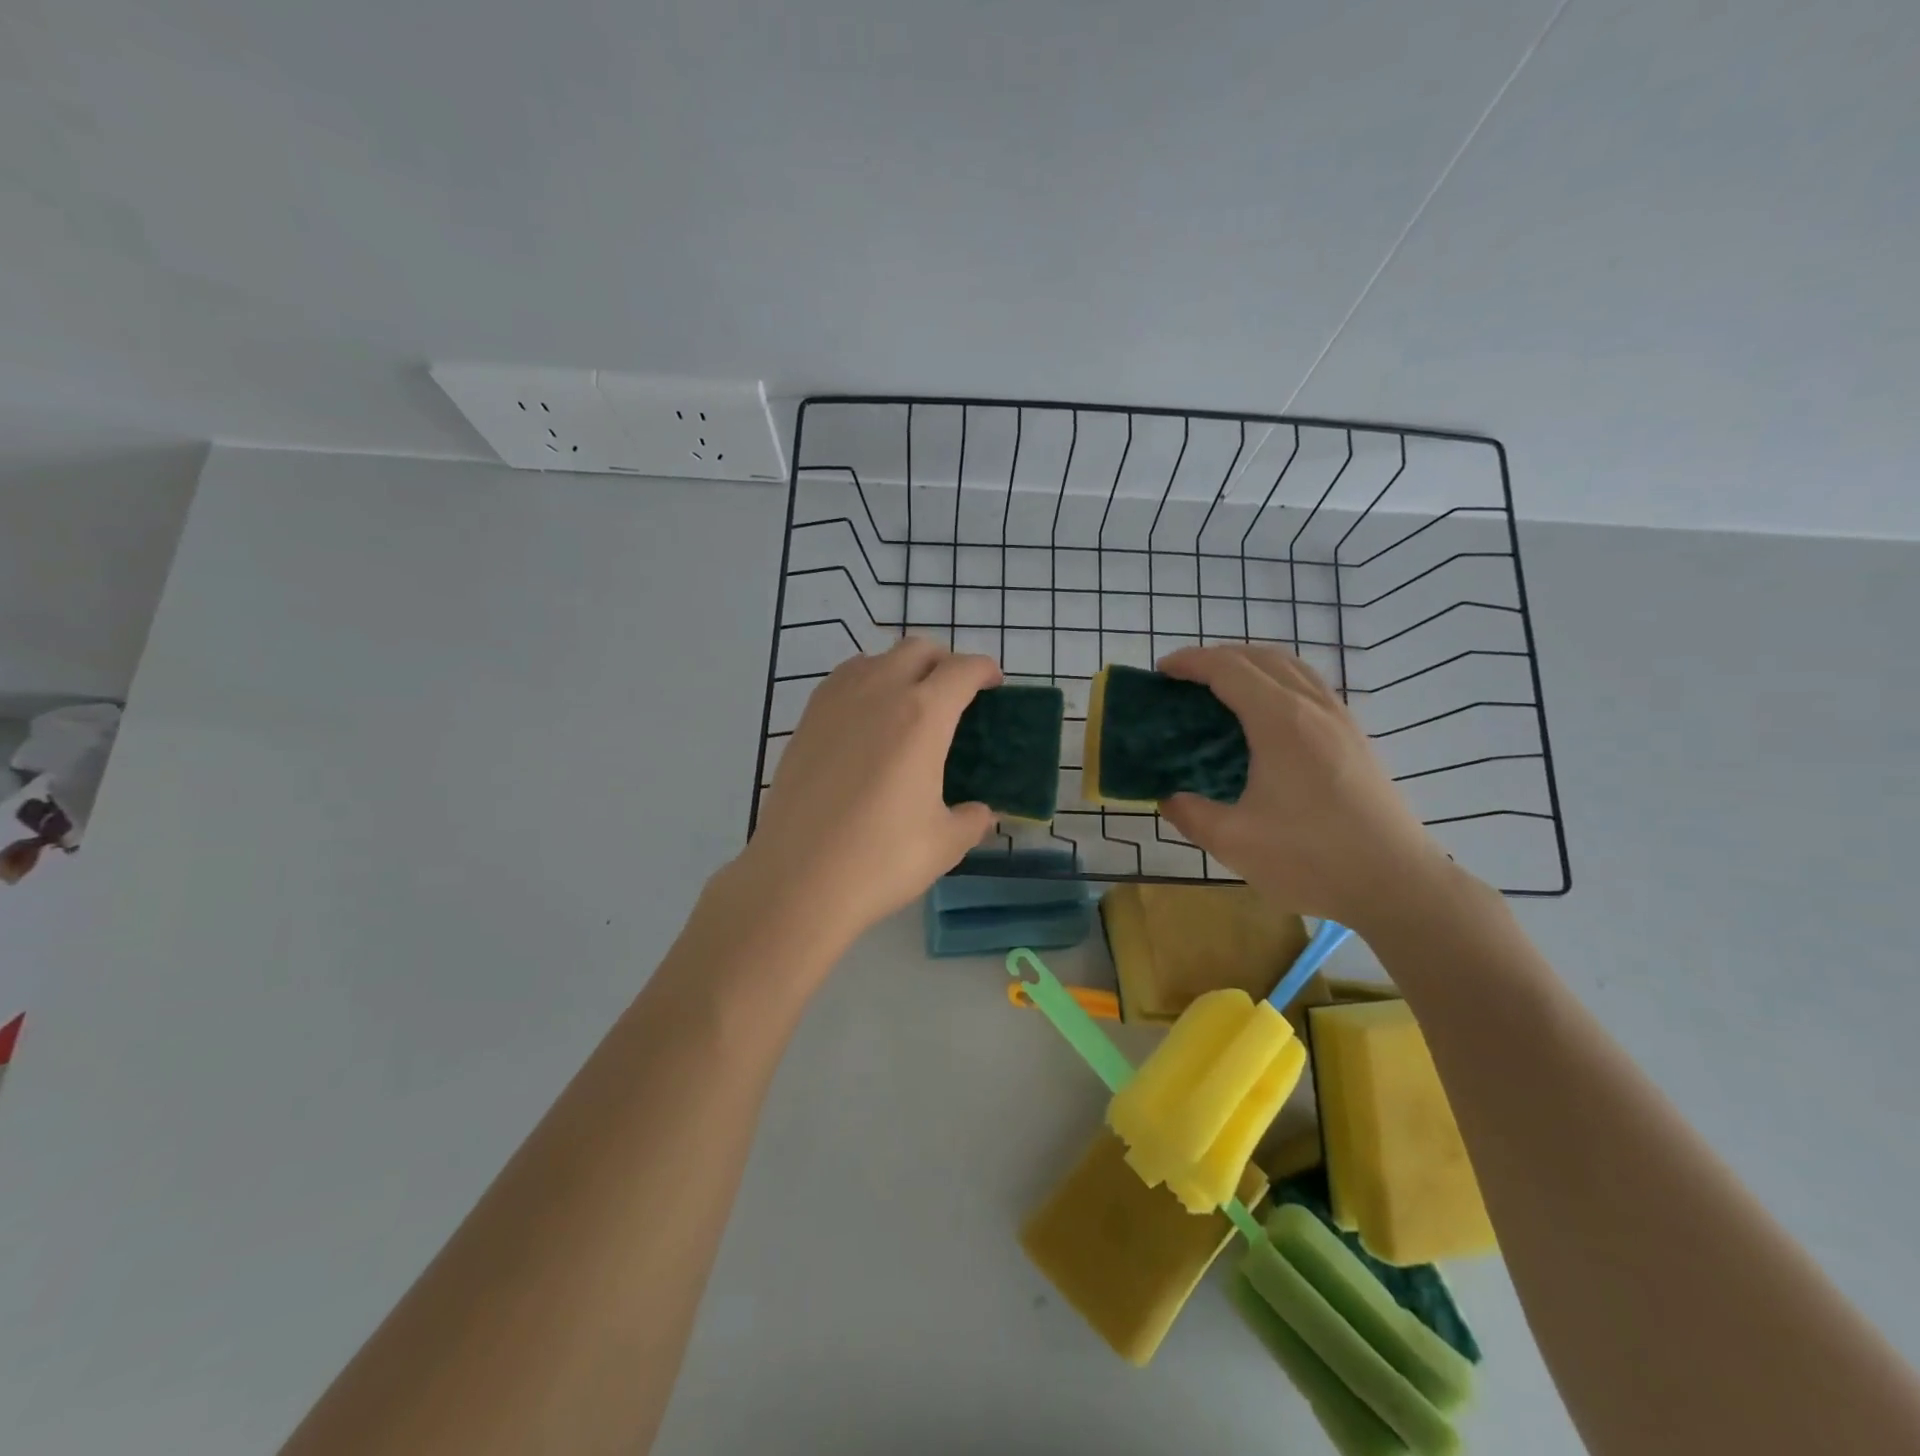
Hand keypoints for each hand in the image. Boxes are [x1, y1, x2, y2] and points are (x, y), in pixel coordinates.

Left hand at [730, 637, 1001, 954]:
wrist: (798, 880)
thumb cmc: (881, 859)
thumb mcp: (945, 843)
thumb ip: (972, 819)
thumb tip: (982, 813)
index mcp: (923, 715)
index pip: (962, 669)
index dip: (985, 670)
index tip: (993, 685)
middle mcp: (879, 693)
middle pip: (918, 650)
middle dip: (944, 662)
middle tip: (955, 695)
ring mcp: (836, 702)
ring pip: (875, 658)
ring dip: (901, 668)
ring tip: (909, 704)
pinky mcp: (806, 721)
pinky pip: (842, 680)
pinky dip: (865, 683)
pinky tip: (866, 720)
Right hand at [1156, 644, 1450, 931]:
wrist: (1397, 884)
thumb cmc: (1311, 859)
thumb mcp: (1234, 842)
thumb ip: (1190, 814)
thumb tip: (1168, 798)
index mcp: (1280, 722)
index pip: (1229, 669)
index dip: (1191, 662)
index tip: (1161, 671)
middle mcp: (1313, 707)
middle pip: (1261, 657)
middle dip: (1217, 657)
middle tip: (1184, 679)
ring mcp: (1341, 720)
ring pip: (1292, 667)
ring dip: (1251, 664)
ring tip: (1222, 687)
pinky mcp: (1356, 738)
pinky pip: (1311, 687)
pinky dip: (1278, 681)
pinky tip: (1266, 715)